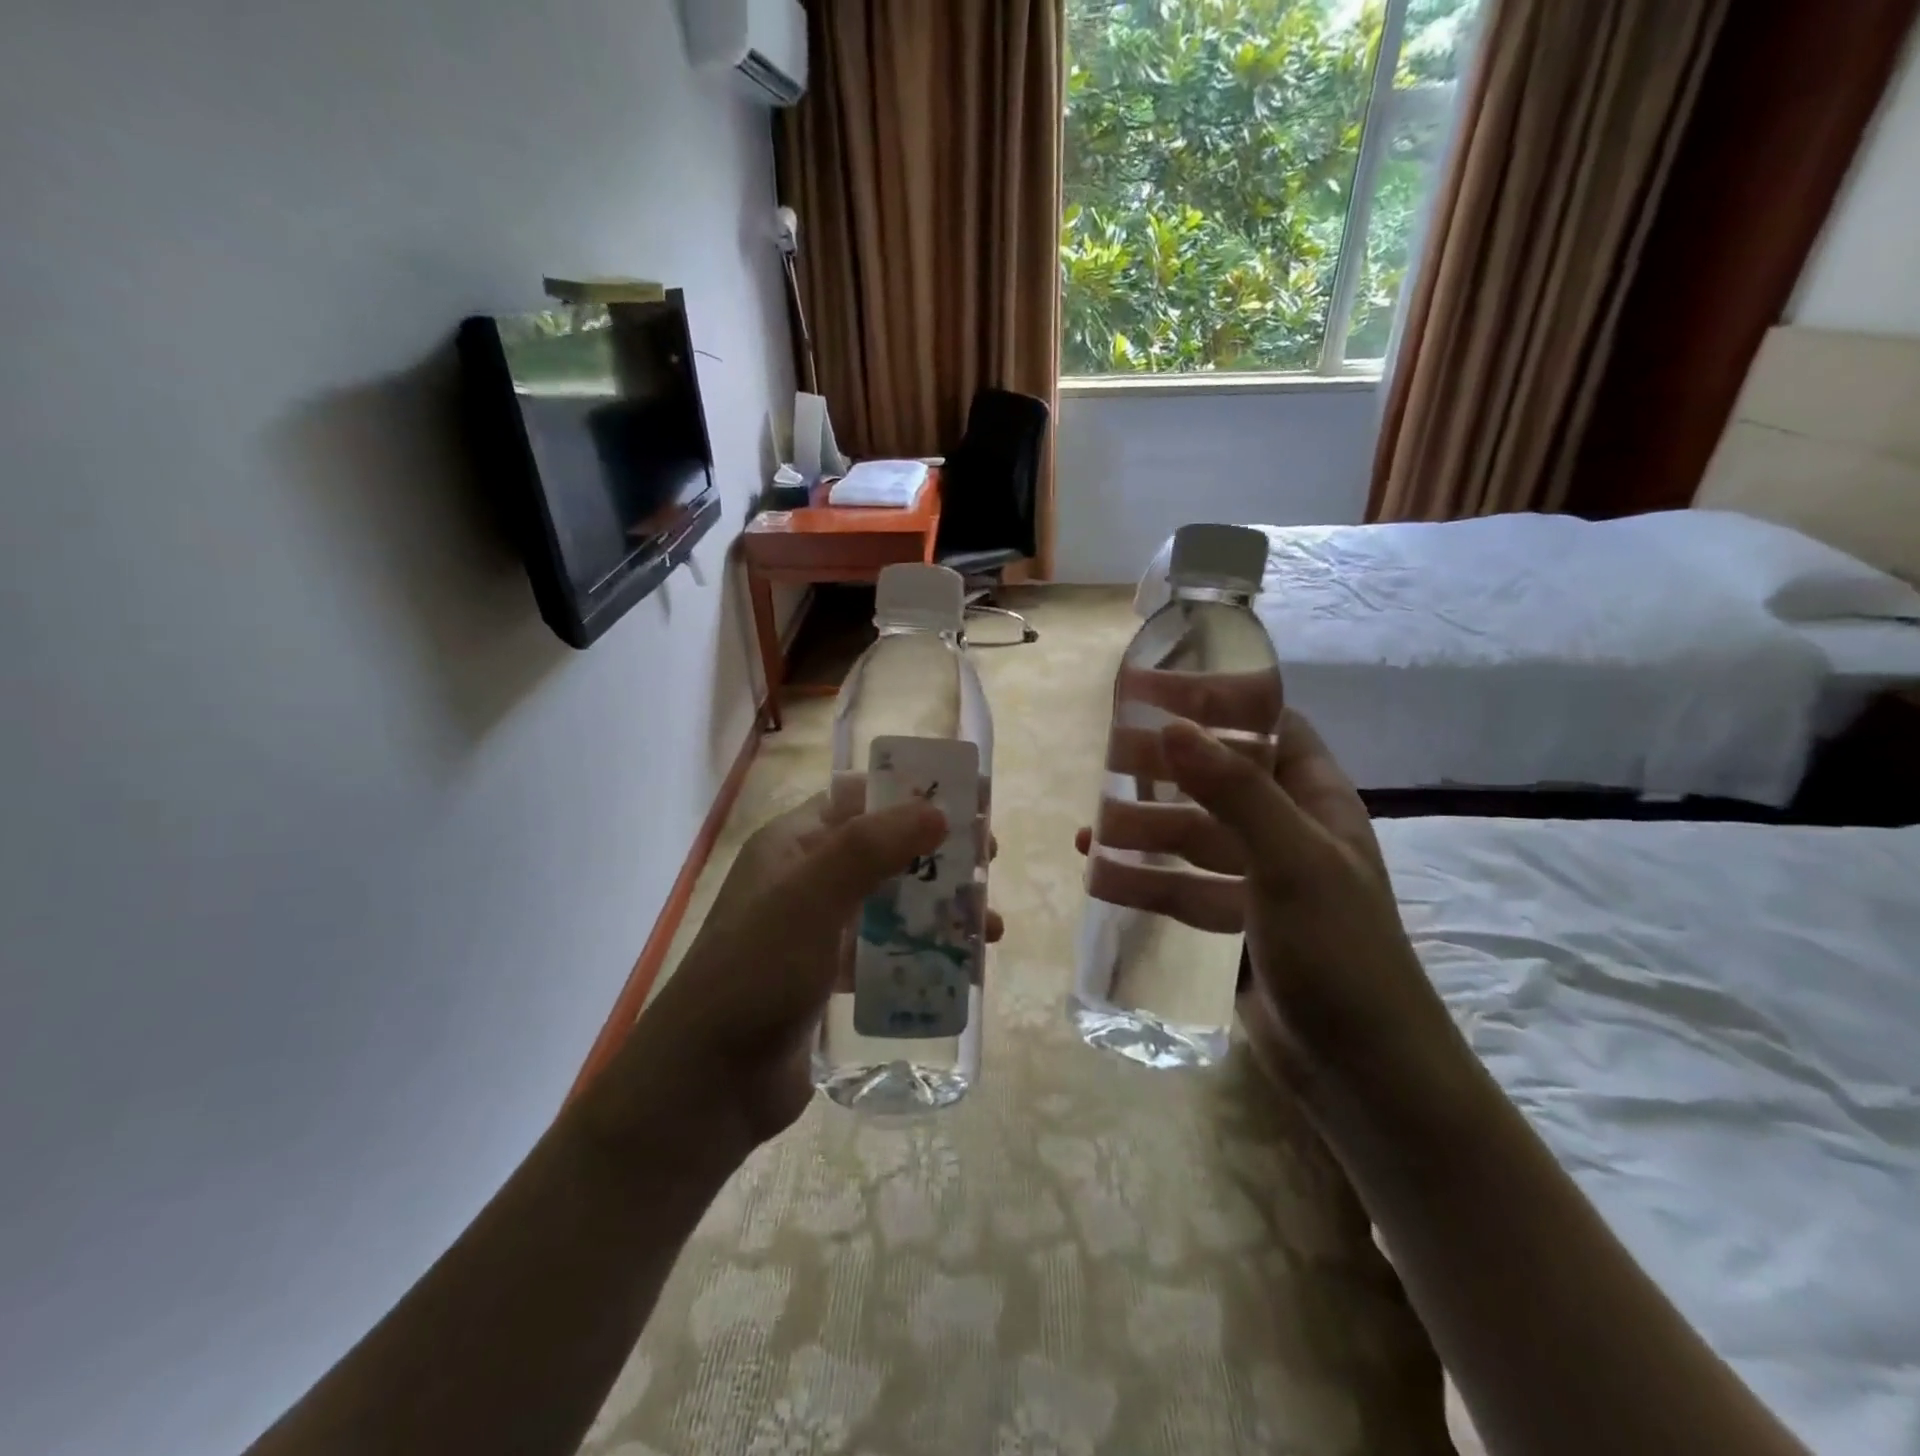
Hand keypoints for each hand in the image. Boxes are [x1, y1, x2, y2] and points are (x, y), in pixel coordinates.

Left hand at [610, 793, 1003, 1155]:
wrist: (710, 1081)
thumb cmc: (758, 971)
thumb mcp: (812, 897)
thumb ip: (872, 847)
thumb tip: (936, 811)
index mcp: (792, 844)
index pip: (858, 798)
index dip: (911, 793)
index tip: (966, 801)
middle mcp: (805, 879)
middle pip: (884, 850)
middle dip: (938, 854)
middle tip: (989, 862)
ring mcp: (816, 930)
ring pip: (890, 903)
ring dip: (939, 908)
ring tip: (989, 927)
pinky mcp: (828, 977)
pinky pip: (885, 951)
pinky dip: (920, 952)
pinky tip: (959, 969)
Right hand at [1077, 711, 1453, 1103]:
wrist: (1362, 1074)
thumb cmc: (1339, 951)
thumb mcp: (1291, 860)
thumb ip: (1234, 791)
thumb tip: (1171, 726)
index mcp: (1316, 802)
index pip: (1271, 727)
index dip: (1221, 702)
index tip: (1162, 690)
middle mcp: (1288, 833)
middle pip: (1219, 781)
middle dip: (1167, 768)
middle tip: (1108, 756)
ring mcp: (1259, 882)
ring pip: (1193, 838)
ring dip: (1145, 828)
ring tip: (1090, 826)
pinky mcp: (1234, 927)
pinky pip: (1182, 889)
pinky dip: (1144, 879)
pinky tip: (1100, 875)